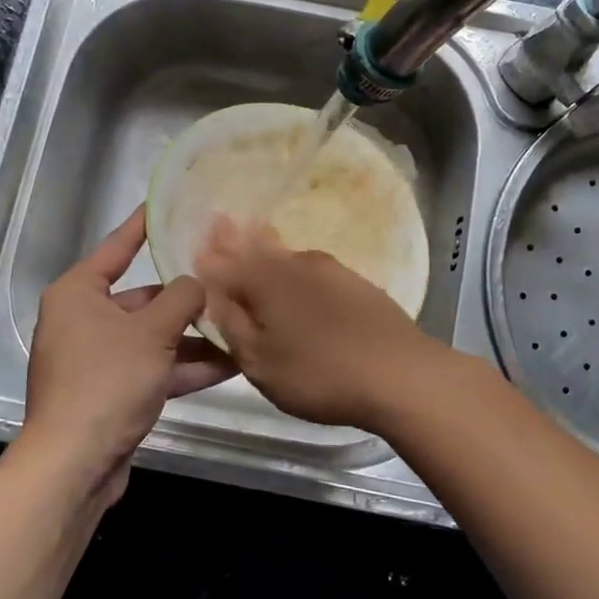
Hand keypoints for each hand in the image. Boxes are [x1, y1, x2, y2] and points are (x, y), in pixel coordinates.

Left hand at [22, 207, 236, 503]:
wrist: (75, 464)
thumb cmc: (107, 380)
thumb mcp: (153, 331)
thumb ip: (182, 298)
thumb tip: (197, 283)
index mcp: (79, 293)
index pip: (118, 246)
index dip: (144, 224)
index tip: (167, 204)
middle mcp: (84, 320)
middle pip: (144, 298)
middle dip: (187, 298)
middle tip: (228, 280)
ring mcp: (98, 359)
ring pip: (154, 337)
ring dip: (194, 337)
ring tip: (240, 326)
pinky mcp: (112, 391)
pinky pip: (153, 368)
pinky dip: (184, 366)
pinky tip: (230, 365)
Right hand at [193, 215, 451, 431]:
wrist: (400, 373)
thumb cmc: (318, 373)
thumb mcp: (259, 361)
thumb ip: (231, 323)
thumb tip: (212, 292)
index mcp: (264, 279)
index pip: (225, 259)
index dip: (209, 252)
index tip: (198, 238)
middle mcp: (295, 263)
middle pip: (257, 247)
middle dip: (236, 239)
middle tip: (221, 224)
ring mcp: (330, 270)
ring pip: (286, 256)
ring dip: (266, 250)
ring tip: (254, 240)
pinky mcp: (355, 284)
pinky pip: (311, 270)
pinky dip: (294, 269)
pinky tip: (297, 278)